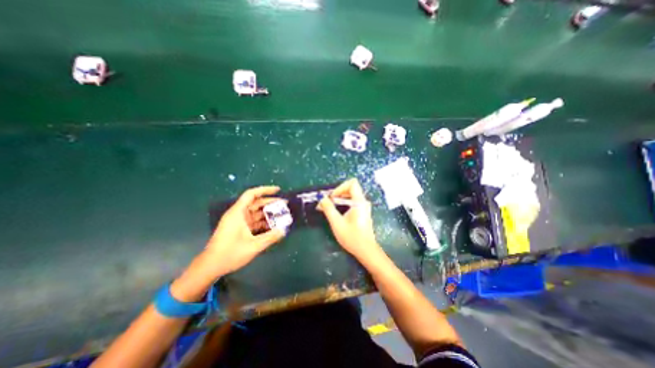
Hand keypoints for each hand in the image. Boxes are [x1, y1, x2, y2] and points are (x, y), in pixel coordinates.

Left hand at [204, 188, 286, 274]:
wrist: (210, 267)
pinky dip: (263, 222)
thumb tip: (284, 230)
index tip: (278, 190)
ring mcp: (238, 221)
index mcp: (238, 212)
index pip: (252, 194)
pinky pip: (253, 221)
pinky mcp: (239, 228)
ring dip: (268, 213)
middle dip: (270, 202)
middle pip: (256, 203)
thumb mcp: (253, 246)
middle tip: (284, 204)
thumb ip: (271, 237)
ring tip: (281, 215)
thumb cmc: (230, 254)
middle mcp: (238, 214)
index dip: (265, 190)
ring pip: (256, 212)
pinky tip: (273, 226)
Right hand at [318, 179, 379, 257]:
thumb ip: (328, 209)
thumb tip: (322, 198)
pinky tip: (337, 212)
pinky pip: (352, 201)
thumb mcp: (337, 223)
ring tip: (330, 207)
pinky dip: (343, 203)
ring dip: (340, 198)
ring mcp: (364, 207)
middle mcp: (363, 202)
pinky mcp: (362, 212)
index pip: (352, 183)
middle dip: (338, 193)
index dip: (340, 187)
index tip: (332, 197)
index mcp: (359, 202)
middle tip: (328, 202)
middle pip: (351, 188)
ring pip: (351, 195)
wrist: (366, 250)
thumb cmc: (352, 237)